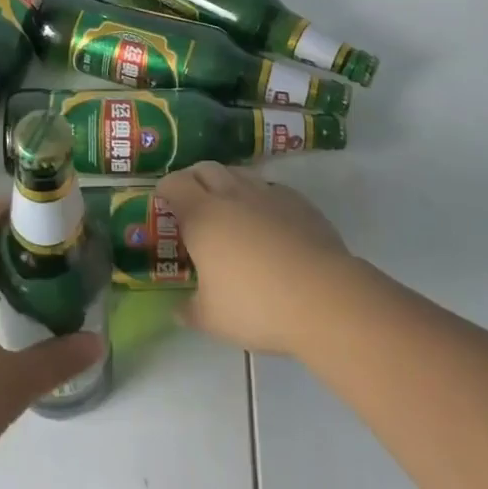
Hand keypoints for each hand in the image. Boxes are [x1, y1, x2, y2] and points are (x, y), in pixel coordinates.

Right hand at [157, 162, 352, 355]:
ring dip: (227, 184)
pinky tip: (267, 222)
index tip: (164, 202)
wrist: (323, 297)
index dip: (166, 189)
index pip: (175, 183)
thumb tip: (178, 310)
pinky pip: (270, 188)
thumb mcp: (213, 319)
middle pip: (205, 168)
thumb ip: (190, 311)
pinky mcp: (298, 201)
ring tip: (229, 210)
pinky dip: (260, 198)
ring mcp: (267, 193)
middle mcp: (231, 195)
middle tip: (193, 203)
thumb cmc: (257, 306)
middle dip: (194, 179)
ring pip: (238, 173)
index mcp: (202, 215)